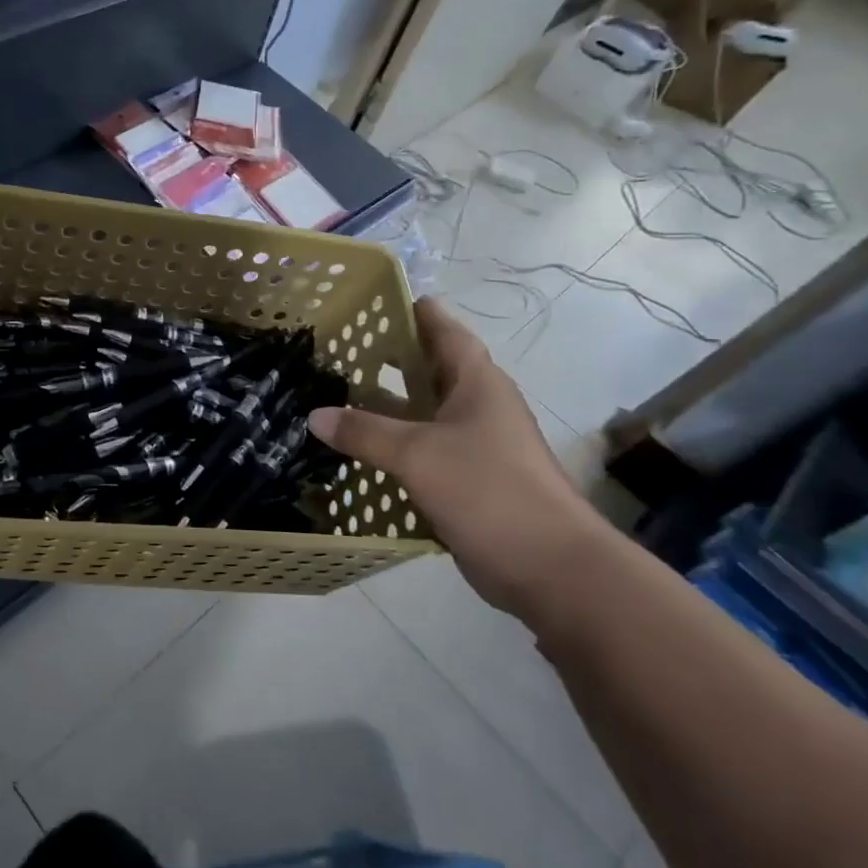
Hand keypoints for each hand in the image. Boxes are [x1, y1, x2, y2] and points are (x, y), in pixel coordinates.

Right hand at [306, 299, 608, 615]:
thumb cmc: (489, 492)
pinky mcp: (467, 479)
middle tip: (335, 348)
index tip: (371, 299)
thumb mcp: (417, 455)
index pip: (443, 329)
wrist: (551, 569)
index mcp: (476, 382)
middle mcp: (477, 405)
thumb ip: (364, 432)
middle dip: (385, 358)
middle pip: (428, 369)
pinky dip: (391, 445)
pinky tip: (356, 450)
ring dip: (384, 406)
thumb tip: (316, 415)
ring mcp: (474, 444)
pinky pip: (421, 450)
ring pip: (421, 412)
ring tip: (334, 395)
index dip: (410, 310)